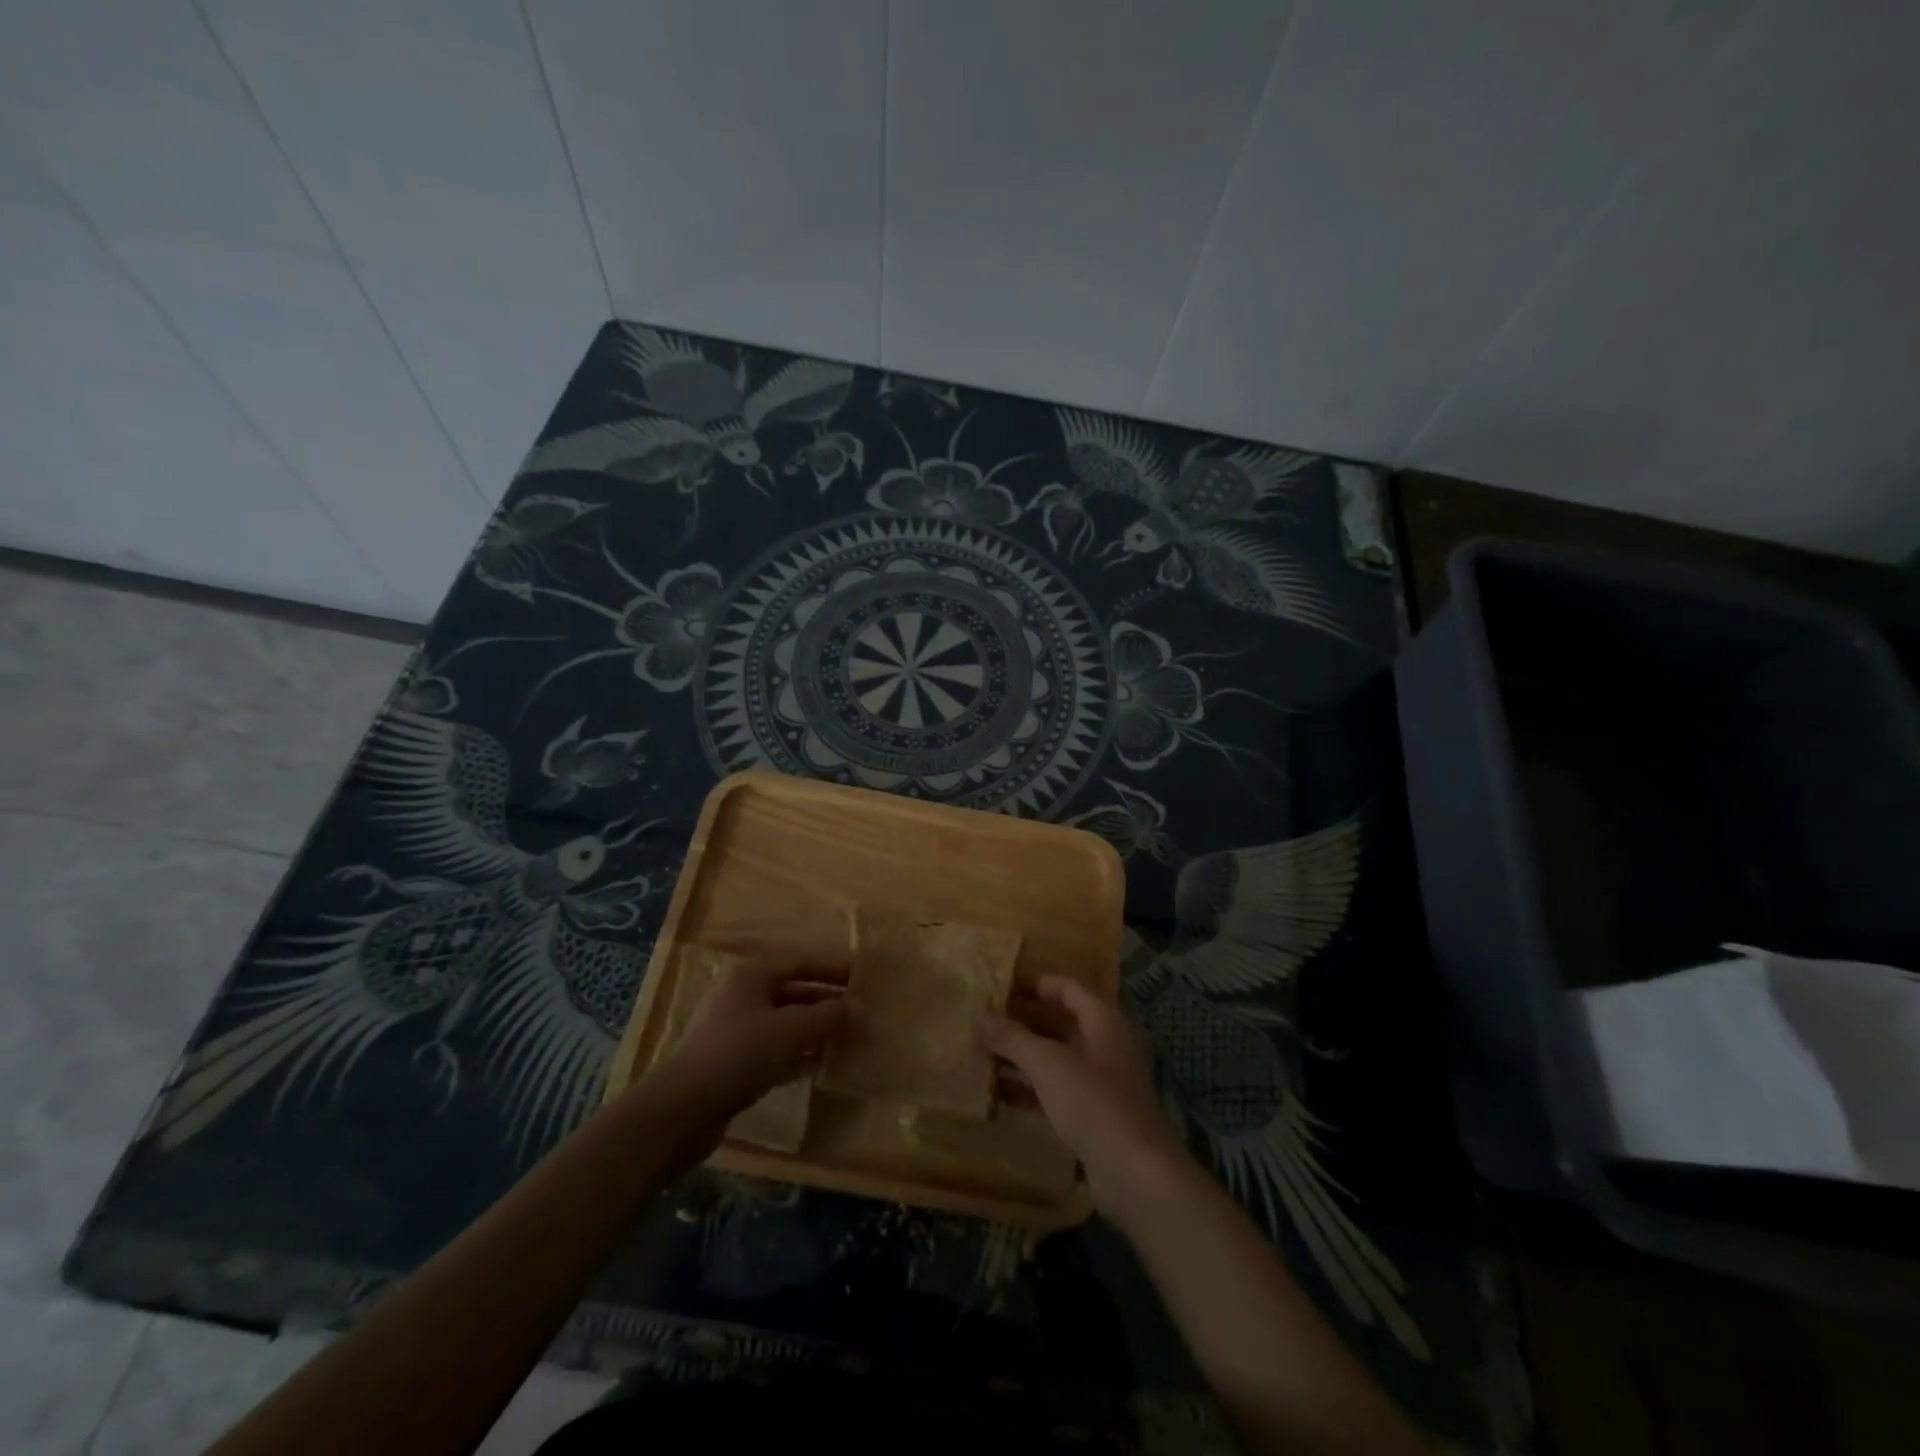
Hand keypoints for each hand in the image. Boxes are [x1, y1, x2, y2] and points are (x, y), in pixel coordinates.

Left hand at [651, 960, 847, 1128]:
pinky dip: (797, 1055)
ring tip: (846, 1040)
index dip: (831, 969)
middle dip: (825, 1002)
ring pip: (784, 1024)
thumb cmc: (740, 1053)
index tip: (861, 978)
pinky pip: (774, 1051)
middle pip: (793, 993)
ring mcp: (735, 1031)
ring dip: (814, 1031)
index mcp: (752, 976)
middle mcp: (742, 997)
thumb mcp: (792, 1030)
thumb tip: (854, 1008)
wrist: (683, 1109)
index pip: (800, 963)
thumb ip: (827, 1016)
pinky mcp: (732, 1064)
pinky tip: (819, 1067)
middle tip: (859, 1013)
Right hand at [978, 975, 1191, 1218]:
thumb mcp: (1047, 1064)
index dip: (1036, 985)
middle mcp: (1105, 1045)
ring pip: (1057, 1058)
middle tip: (985, 1022)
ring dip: (1024, 1056)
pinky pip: (1058, 1090)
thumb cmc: (1094, 1103)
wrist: (1138, 1174)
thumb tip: (979, 1014)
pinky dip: (1032, 1088)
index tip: (1001, 987)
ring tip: (984, 1054)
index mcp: (1103, 1020)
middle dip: (1024, 1021)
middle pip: (1061, 1023)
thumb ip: (1012, 1037)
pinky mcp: (1095, 1115)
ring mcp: (1102, 1082)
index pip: (1067, 988)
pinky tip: (1001, 1094)